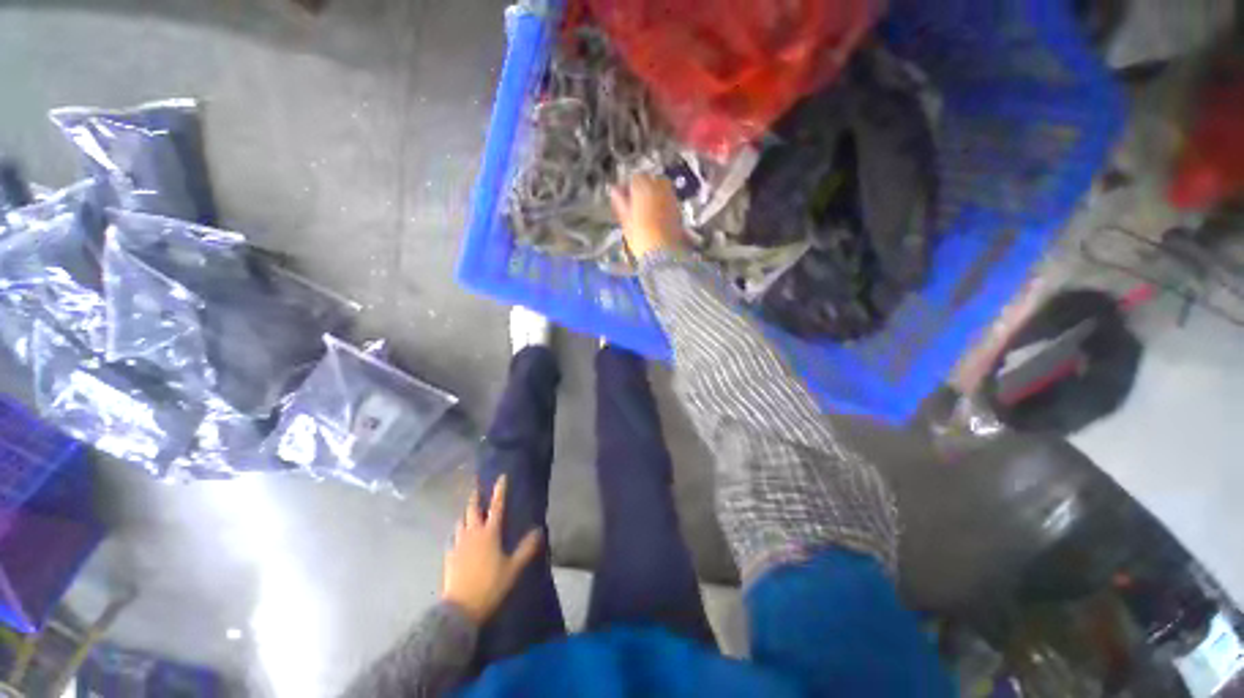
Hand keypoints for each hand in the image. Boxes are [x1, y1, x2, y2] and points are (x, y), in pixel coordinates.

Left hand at [442, 475, 542, 624]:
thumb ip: (526, 549)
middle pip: (472, 510)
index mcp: (490, 533)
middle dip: (475, 497)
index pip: (496, 506)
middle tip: (476, 487)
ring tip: (468, 512)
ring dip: (465, 514)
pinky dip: (457, 532)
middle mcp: (473, 534)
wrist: (460, 609)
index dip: (500, 490)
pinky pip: (453, 538)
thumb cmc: (490, 585)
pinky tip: (458, 537)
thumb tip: (539, 530)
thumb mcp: (513, 568)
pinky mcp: (449, 557)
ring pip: (460, 522)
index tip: (501, 477)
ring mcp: (458, 544)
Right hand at [609, 173, 686, 258]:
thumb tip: (614, 190)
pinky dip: (662, 201)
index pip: (635, 178)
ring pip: (662, 186)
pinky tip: (657, 214)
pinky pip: (668, 197)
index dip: (628, 187)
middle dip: (643, 187)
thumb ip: (620, 202)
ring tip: (646, 207)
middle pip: (650, 179)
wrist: (662, 251)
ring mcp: (670, 196)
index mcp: (643, 188)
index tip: (624, 196)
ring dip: (654, 192)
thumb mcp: (626, 220)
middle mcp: (659, 187)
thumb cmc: (640, 236)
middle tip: (635, 201)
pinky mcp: (678, 207)